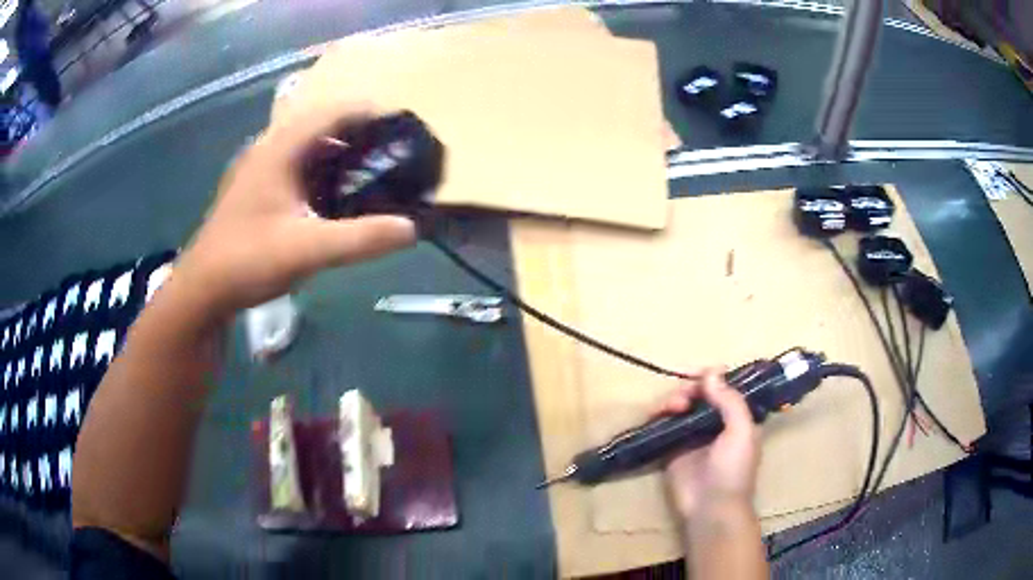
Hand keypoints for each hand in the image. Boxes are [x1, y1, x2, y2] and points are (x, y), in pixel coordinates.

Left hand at [175, 104, 417, 316]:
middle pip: (321, 124)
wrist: (202, 290)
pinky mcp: (256, 189)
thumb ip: (360, 238)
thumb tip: (410, 229)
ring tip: (371, 168)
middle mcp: (268, 149)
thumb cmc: (247, 261)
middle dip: (358, 132)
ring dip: (339, 151)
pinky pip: (296, 166)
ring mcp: (259, 169)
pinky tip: (335, 194)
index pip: (332, 112)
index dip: (369, 112)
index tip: (403, 125)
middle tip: (392, 150)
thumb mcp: (307, 250)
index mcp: (279, 149)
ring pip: (307, 146)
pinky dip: (322, 170)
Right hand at [659, 369, 760, 521]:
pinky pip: (664, 426)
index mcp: (737, 418)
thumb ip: (730, 401)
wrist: (712, 509)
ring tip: (669, 408)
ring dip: (673, 401)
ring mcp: (692, 437)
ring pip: (681, 407)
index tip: (697, 374)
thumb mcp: (741, 432)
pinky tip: (654, 415)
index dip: (711, 378)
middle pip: (700, 395)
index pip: (724, 389)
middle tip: (681, 401)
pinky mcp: (673, 450)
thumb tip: (711, 371)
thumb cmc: (733, 470)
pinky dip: (659, 416)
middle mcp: (715, 424)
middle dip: (689, 390)